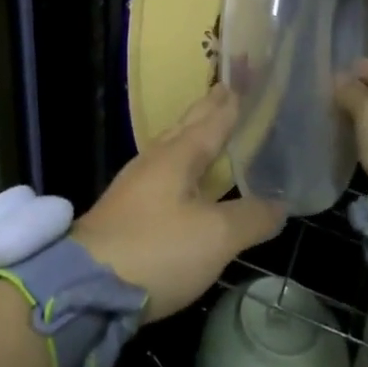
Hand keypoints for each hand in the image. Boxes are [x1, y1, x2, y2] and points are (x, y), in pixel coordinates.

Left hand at [71, 85, 286, 322]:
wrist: (87, 286)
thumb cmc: (157, 249)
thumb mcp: (216, 237)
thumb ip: (251, 218)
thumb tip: (280, 204)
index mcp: (178, 155)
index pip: (211, 120)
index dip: (230, 103)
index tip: (242, 80)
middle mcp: (155, 160)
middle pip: (187, 127)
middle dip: (209, 110)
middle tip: (227, 91)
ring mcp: (137, 184)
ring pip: (172, 148)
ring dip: (193, 134)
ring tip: (209, 128)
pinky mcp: (127, 210)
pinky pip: (164, 172)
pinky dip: (183, 163)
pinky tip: (184, 179)